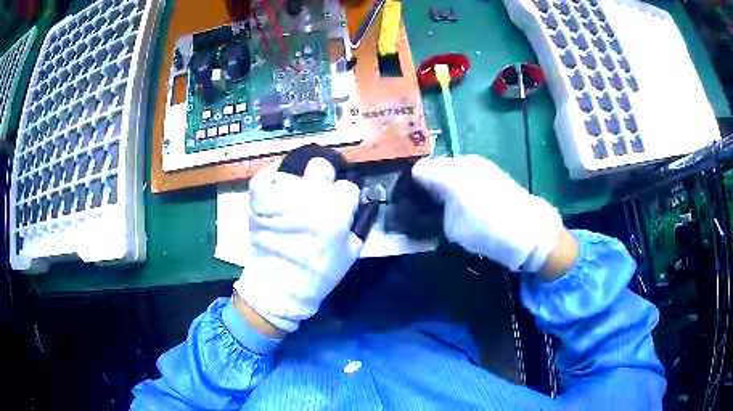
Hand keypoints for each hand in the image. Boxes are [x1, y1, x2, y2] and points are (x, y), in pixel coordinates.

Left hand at [233, 158, 362, 332]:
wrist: (280, 287)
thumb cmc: (319, 273)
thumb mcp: (352, 251)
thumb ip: (357, 221)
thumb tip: (354, 200)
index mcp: (335, 214)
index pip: (347, 186)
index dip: (344, 196)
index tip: (339, 204)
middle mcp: (309, 201)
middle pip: (320, 166)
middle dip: (322, 178)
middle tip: (317, 192)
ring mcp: (281, 199)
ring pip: (293, 171)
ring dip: (295, 183)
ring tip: (292, 197)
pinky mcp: (259, 201)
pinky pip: (264, 177)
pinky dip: (270, 180)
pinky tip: (276, 189)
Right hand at [412, 155, 564, 272]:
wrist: (530, 233)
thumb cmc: (487, 231)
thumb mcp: (452, 228)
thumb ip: (433, 212)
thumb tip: (424, 206)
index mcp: (451, 173)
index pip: (418, 170)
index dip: (409, 187)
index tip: (408, 205)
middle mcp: (464, 162)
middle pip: (434, 168)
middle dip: (426, 187)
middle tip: (424, 209)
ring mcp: (480, 166)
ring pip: (449, 170)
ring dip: (442, 186)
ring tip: (444, 208)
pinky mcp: (491, 172)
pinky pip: (464, 174)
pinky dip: (458, 186)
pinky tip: (463, 203)